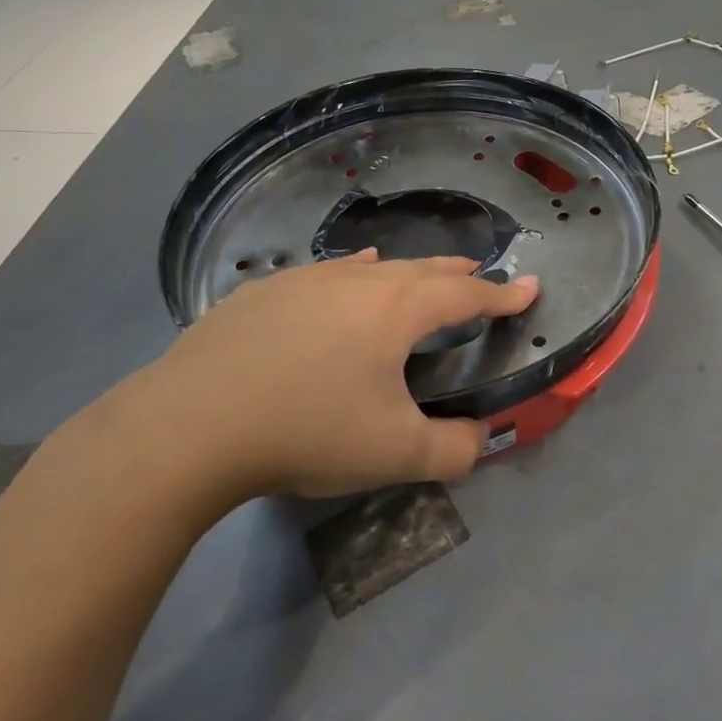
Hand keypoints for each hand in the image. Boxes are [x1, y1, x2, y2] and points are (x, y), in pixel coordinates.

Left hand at [115, 252, 537, 514]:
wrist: (192, 423)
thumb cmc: (307, 429)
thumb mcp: (394, 454)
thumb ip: (454, 449)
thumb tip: (482, 439)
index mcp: (397, 310)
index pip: (466, 297)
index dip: (502, 296)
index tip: (529, 288)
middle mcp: (359, 280)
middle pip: (422, 270)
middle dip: (457, 275)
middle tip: (478, 278)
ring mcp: (307, 279)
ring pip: (373, 266)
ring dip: (406, 271)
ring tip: (421, 274)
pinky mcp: (265, 291)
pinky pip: (328, 274)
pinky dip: (353, 274)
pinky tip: (345, 278)